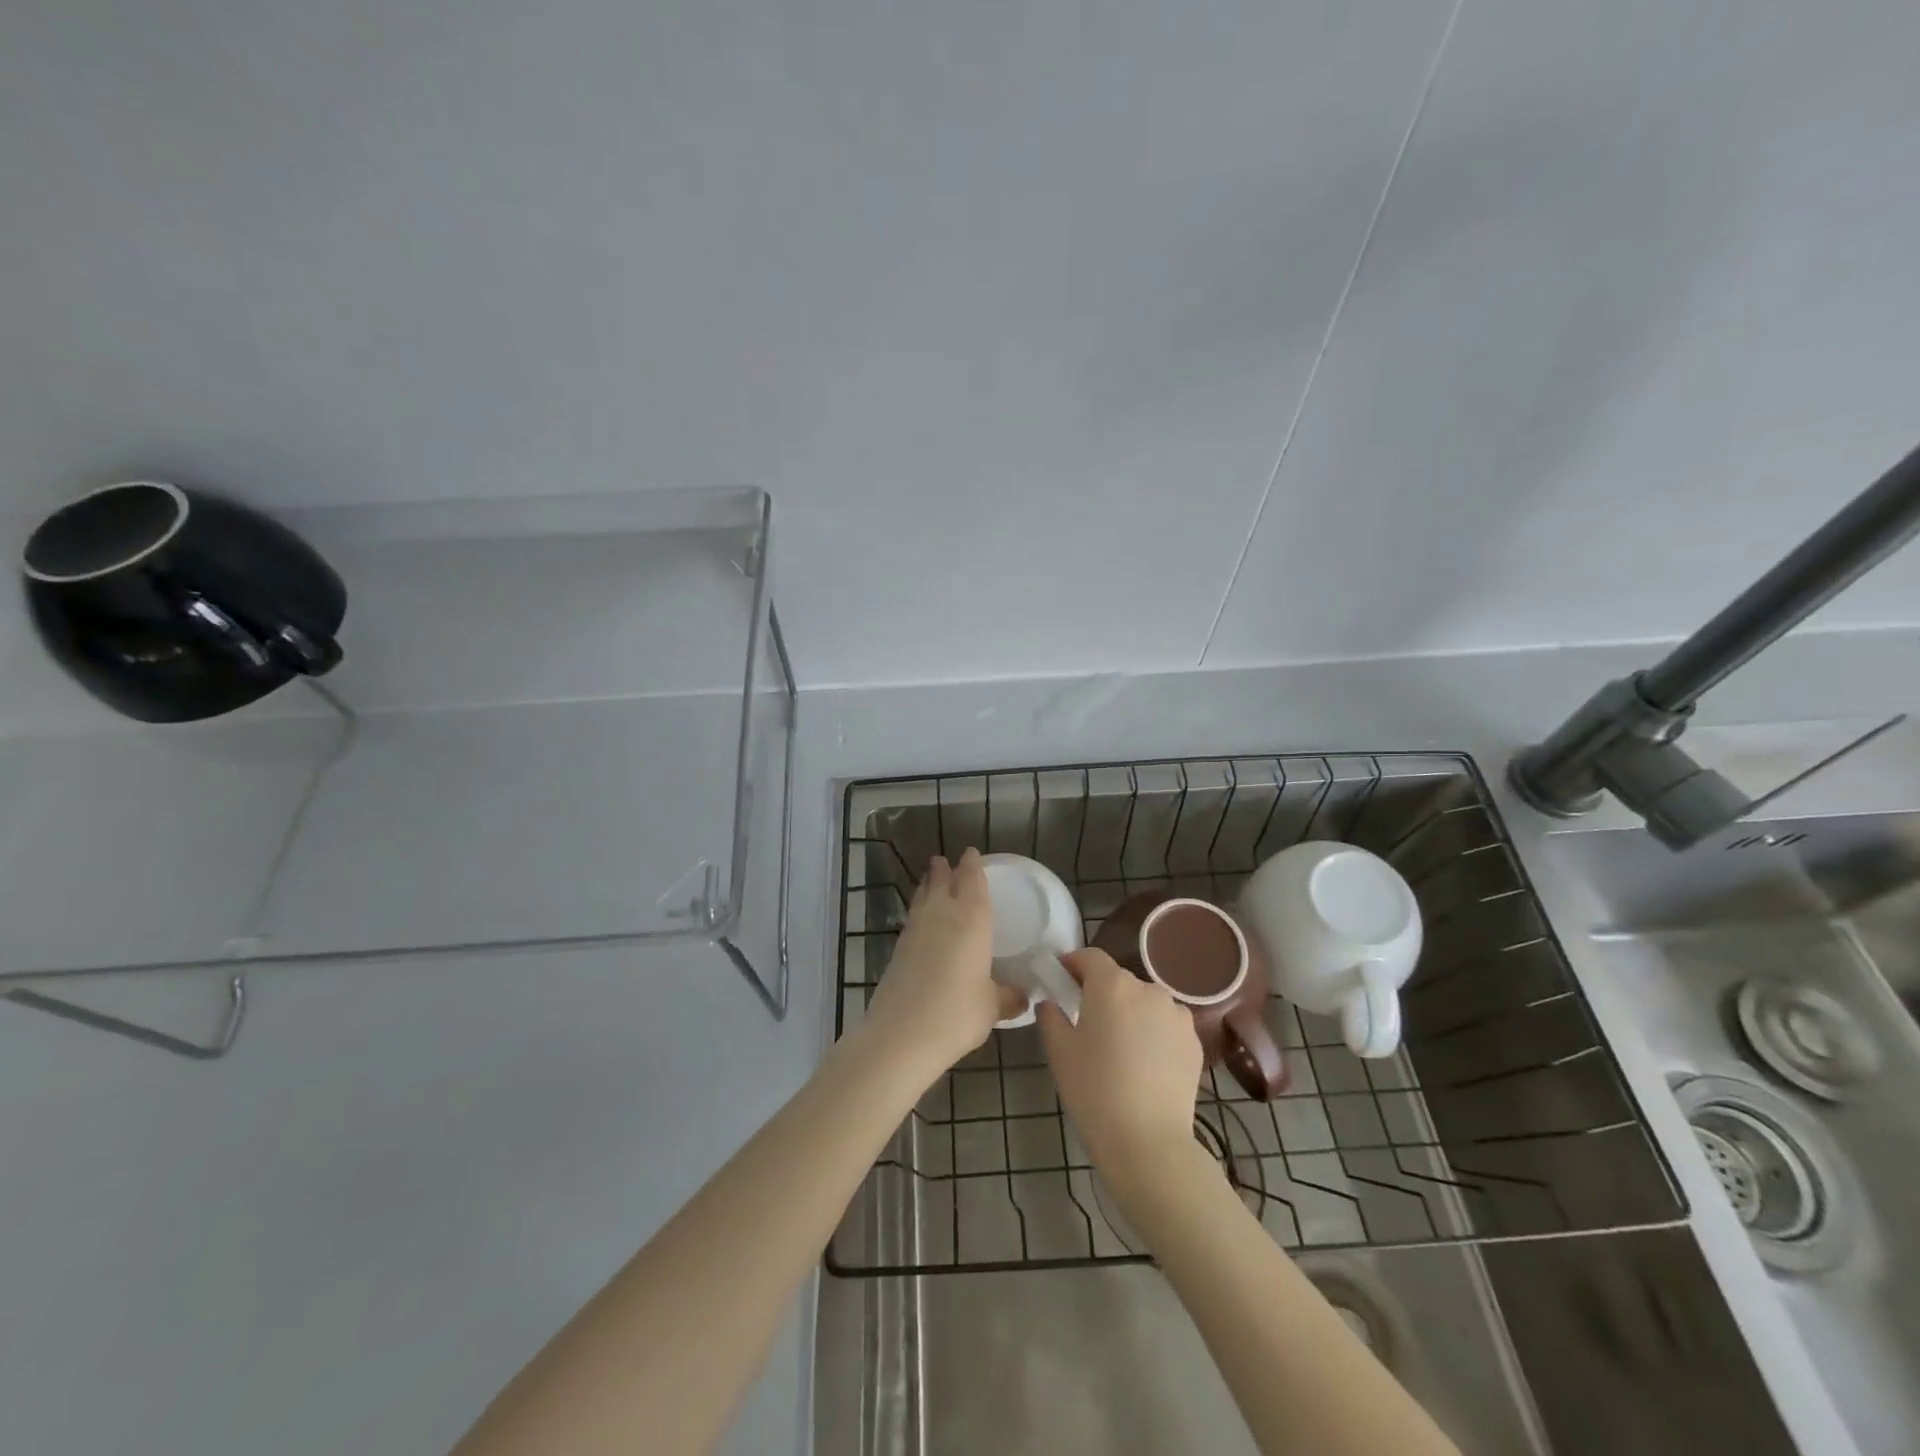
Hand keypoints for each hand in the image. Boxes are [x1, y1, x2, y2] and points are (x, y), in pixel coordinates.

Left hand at [864, 850, 1026, 1074]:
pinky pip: (913, 917)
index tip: (971, 853)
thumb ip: (1008, 997)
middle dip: (945, 869)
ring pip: (923, 897)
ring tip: (930, 878)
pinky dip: (919, 910)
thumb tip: (1024, 998)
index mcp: (972, 919)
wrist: (902, 1034)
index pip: (972, 881)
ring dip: (927, 885)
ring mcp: (916, 930)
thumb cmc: (957, 1013)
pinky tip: (921, 920)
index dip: (972, 866)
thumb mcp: (991, 1006)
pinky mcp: (898, 948)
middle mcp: (942, 915)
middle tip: (945, 859)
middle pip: (942, 882)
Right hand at [1038, 949, 1204, 1184]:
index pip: (1090, 957)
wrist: (1148, 1143)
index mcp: (1112, 985)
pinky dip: (1153, 1033)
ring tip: (1119, 1048)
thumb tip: (1051, 1002)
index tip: (1061, 980)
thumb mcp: (1059, 1051)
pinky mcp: (1194, 1041)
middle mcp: (1148, 990)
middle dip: (1101, 994)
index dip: (1073, 964)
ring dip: (1130, 1013)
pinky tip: (1144, 1065)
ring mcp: (1176, 1015)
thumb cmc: (1094, 1091)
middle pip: (1118, 980)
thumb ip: (1051, 1016)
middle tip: (1086, 1024)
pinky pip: (1165, 1025)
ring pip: (1144, 1003)